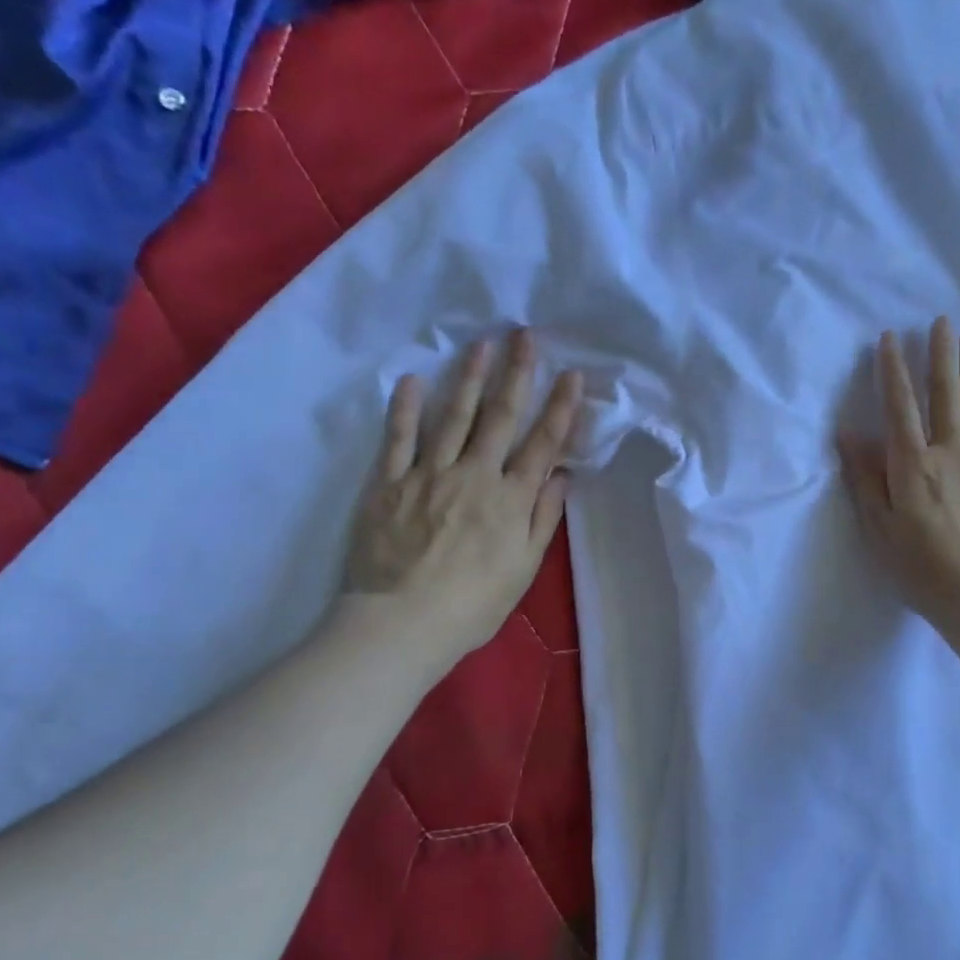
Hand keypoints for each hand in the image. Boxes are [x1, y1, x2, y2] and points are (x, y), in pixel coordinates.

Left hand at [343, 329, 581, 659]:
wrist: (402, 623)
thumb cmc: (472, 605)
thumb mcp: (523, 569)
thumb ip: (542, 519)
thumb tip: (561, 477)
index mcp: (511, 500)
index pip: (542, 444)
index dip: (559, 407)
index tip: (572, 374)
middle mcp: (475, 476)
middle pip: (500, 417)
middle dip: (516, 374)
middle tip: (524, 335)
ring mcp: (429, 475)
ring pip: (453, 417)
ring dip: (468, 377)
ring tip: (480, 344)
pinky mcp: (388, 483)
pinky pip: (399, 439)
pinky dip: (406, 408)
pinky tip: (413, 380)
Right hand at [839, 318, 959, 639]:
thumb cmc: (920, 568)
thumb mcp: (879, 528)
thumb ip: (866, 479)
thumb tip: (849, 435)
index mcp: (913, 465)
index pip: (899, 408)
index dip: (893, 372)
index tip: (890, 339)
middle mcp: (951, 454)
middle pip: (945, 397)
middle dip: (941, 357)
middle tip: (942, 321)